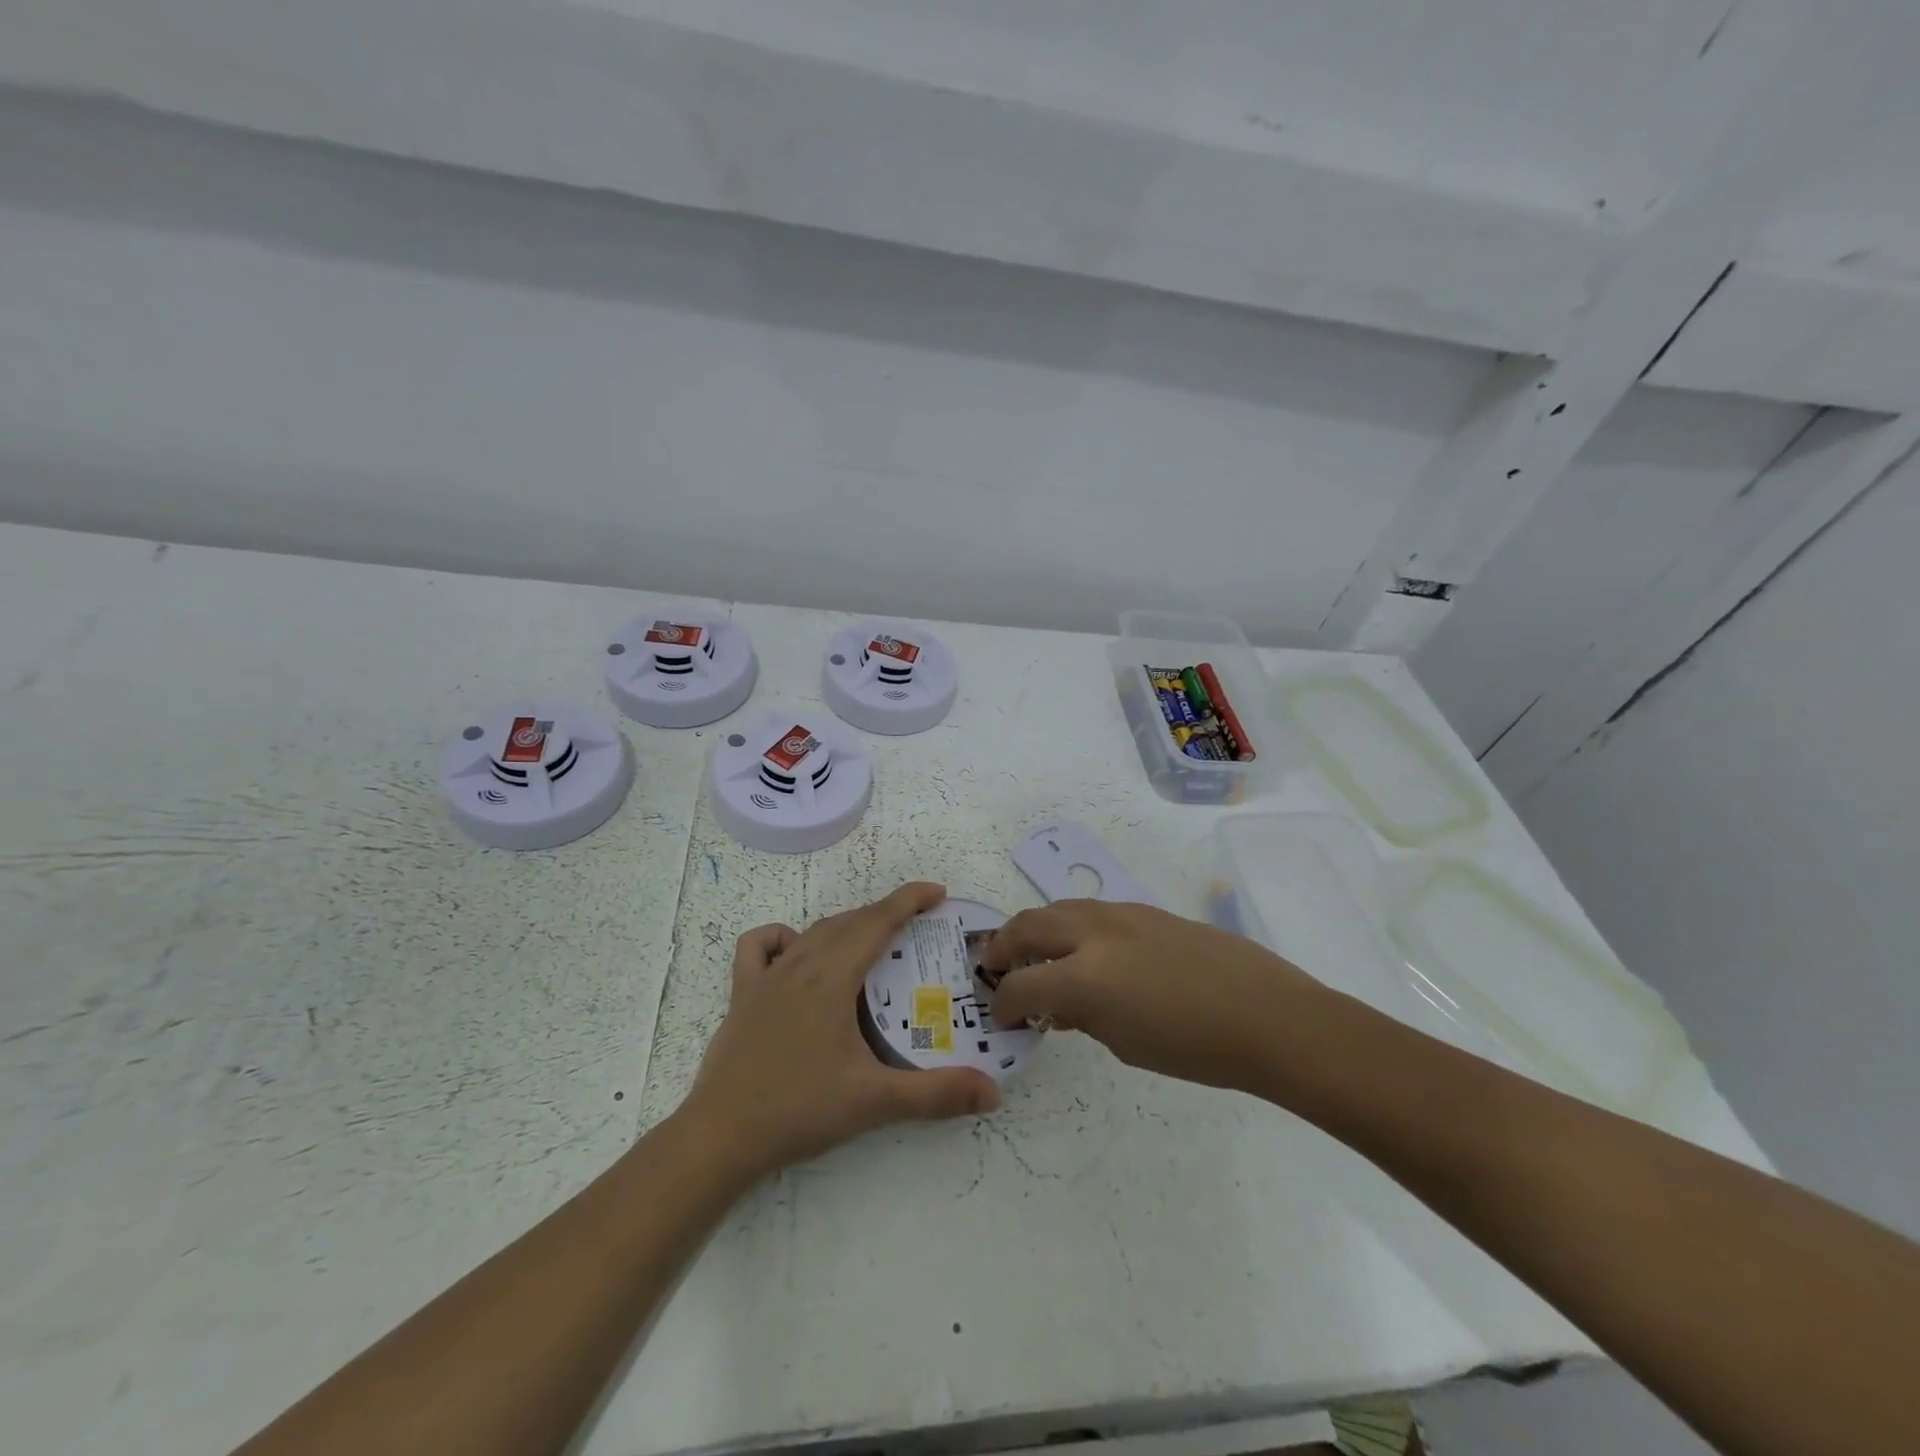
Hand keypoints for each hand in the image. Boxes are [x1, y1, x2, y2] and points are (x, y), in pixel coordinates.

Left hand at [683, 882, 1001, 1178]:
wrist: (720, 1136)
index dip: (909, 900)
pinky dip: (784, 938)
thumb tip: (994, 1093)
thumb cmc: (799, 1109)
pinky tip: (797, 955)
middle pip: (849, 922)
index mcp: (832, 978)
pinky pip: (760, 947)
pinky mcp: (742, 995)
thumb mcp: (874, 1101)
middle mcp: (800, 965)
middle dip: (886, 913)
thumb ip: (936, 1095)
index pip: (877, 922)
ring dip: (847, 925)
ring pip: (813, 931)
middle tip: (918, 925)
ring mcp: (766, 978)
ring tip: (872, 940)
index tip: (939, 893)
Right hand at [980, 900, 1322, 1091]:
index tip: (1001, 1015)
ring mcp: (1121, 914)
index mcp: (1085, 977)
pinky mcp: (1145, 910)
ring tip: (1034, 953)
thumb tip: (1057, 1005)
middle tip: (996, 968)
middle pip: (1028, 926)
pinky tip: (1084, 951)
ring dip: (1036, 929)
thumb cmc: (1196, 1048)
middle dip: (1004, 947)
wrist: (1266, 1016)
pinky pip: (1091, 911)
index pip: (1021, 984)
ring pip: (1058, 908)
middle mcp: (1094, 934)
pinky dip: (1071, 926)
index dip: (1003, 1002)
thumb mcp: (1125, 1044)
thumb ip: (1081, 1017)